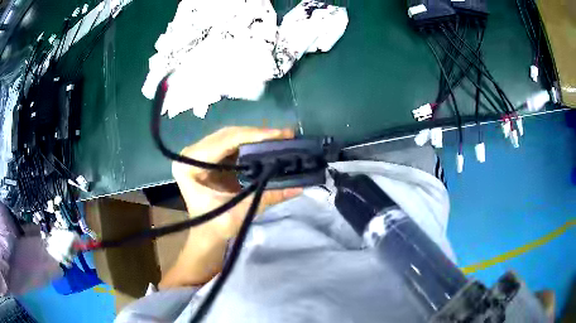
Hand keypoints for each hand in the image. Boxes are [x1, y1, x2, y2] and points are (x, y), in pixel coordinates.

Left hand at [173, 127, 301, 240]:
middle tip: (285, 135)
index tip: (279, 134)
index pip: (224, 142)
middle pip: (228, 135)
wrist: (207, 233)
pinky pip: (233, 143)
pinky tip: (268, 144)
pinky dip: (251, 144)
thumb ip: (267, 197)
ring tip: (280, 137)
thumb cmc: (216, 226)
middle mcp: (191, 153)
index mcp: (189, 165)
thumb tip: (298, 186)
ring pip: (231, 136)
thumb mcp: (240, 212)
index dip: (253, 136)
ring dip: (256, 137)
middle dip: (258, 134)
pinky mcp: (210, 156)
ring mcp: (200, 152)